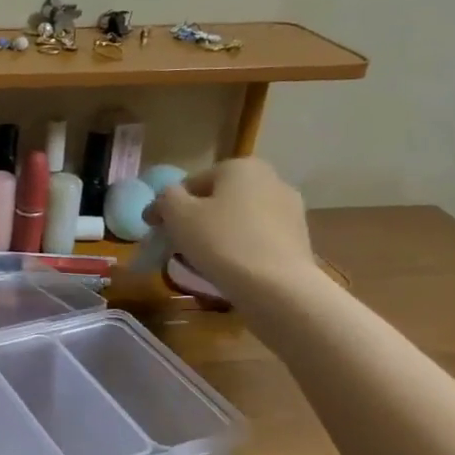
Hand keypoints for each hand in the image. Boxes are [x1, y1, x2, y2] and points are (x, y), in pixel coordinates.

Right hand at [146, 157, 314, 296]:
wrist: (277, 287)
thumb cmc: (221, 241)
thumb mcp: (177, 214)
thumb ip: (165, 198)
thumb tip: (165, 200)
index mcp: (241, 167)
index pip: (191, 183)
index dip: (168, 206)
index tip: (154, 228)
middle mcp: (271, 180)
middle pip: (218, 199)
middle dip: (196, 218)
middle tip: (176, 244)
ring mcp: (290, 210)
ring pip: (238, 219)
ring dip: (218, 233)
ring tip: (201, 259)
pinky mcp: (300, 239)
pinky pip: (257, 238)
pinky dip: (240, 247)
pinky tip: (229, 268)